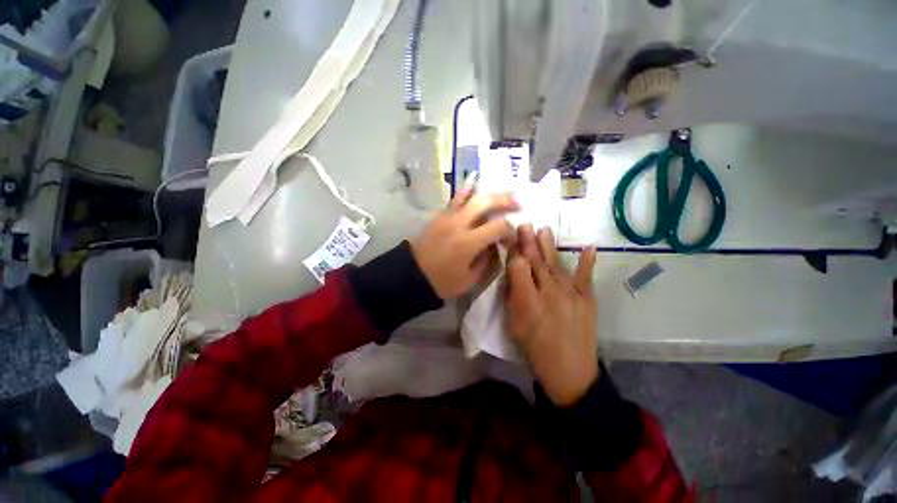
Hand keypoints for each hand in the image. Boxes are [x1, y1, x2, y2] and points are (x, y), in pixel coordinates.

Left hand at [411, 187, 519, 299]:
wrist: (412, 275)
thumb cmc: (442, 281)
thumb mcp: (470, 279)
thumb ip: (487, 261)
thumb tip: (496, 246)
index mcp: (468, 243)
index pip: (498, 226)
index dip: (510, 230)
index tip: (511, 239)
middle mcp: (459, 224)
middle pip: (487, 202)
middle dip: (506, 201)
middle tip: (518, 204)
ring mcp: (447, 216)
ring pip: (472, 196)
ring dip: (491, 193)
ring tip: (506, 192)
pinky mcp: (440, 215)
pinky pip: (455, 198)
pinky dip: (466, 189)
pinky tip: (474, 180)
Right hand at [504, 225, 598, 405]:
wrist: (570, 372)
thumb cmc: (534, 349)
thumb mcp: (514, 325)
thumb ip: (512, 297)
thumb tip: (512, 275)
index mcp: (528, 302)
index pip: (519, 268)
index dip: (514, 252)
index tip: (510, 239)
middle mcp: (549, 294)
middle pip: (537, 262)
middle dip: (528, 242)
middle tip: (525, 225)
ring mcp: (572, 295)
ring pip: (557, 265)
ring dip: (549, 246)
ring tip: (543, 230)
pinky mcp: (588, 300)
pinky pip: (586, 277)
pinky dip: (588, 261)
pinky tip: (589, 247)